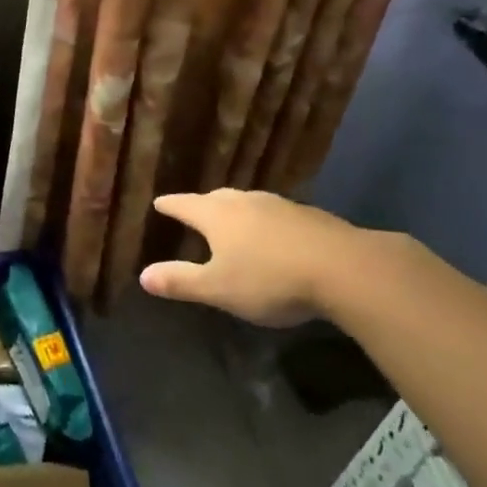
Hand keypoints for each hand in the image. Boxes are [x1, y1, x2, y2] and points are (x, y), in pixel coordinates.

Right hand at [141, 189, 403, 326]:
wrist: (344, 268)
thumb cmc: (270, 279)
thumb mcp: (218, 288)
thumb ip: (181, 282)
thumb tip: (143, 275)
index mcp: (216, 215)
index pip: (184, 204)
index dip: (169, 205)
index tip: (159, 203)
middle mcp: (245, 201)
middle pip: (216, 198)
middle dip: (202, 205)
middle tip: (194, 211)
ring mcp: (279, 205)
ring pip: (248, 203)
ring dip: (236, 211)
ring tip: (232, 222)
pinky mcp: (309, 216)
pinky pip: (275, 214)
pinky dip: (265, 222)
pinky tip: (273, 237)